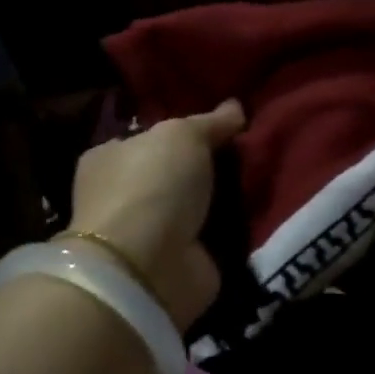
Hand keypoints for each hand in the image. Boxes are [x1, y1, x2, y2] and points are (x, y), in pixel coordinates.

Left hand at [67, 99, 245, 329]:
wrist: (149, 265)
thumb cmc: (151, 185)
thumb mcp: (181, 135)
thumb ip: (209, 122)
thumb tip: (235, 107)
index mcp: (108, 159)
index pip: (148, 140)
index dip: (183, 133)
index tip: (224, 128)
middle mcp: (123, 197)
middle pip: (176, 175)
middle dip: (210, 169)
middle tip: (253, 154)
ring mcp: (150, 235)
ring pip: (197, 208)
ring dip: (226, 201)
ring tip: (267, 181)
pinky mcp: (177, 264)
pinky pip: (213, 239)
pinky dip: (233, 232)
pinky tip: (263, 215)